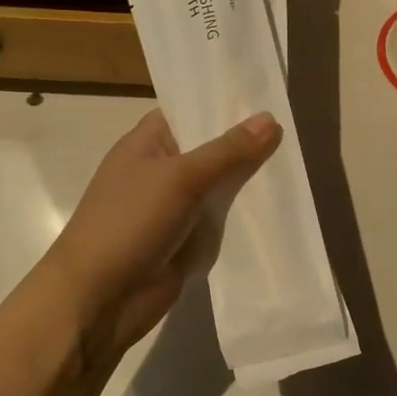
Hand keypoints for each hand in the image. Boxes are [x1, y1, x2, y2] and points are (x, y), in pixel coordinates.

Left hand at [38, 108, 281, 361]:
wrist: (99, 299)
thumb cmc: (129, 223)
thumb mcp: (181, 178)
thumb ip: (228, 151)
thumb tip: (270, 119)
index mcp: (146, 144)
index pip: (188, 112)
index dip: (223, 104)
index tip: (266, 96)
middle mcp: (159, 171)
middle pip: (209, 149)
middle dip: (245, 144)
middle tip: (294, 129)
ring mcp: (173, 208)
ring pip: (219, 186)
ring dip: (248, 181)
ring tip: (297, 163)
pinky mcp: (185, 240)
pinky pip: (220, 220)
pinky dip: (243, 216)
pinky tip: (280, 206)